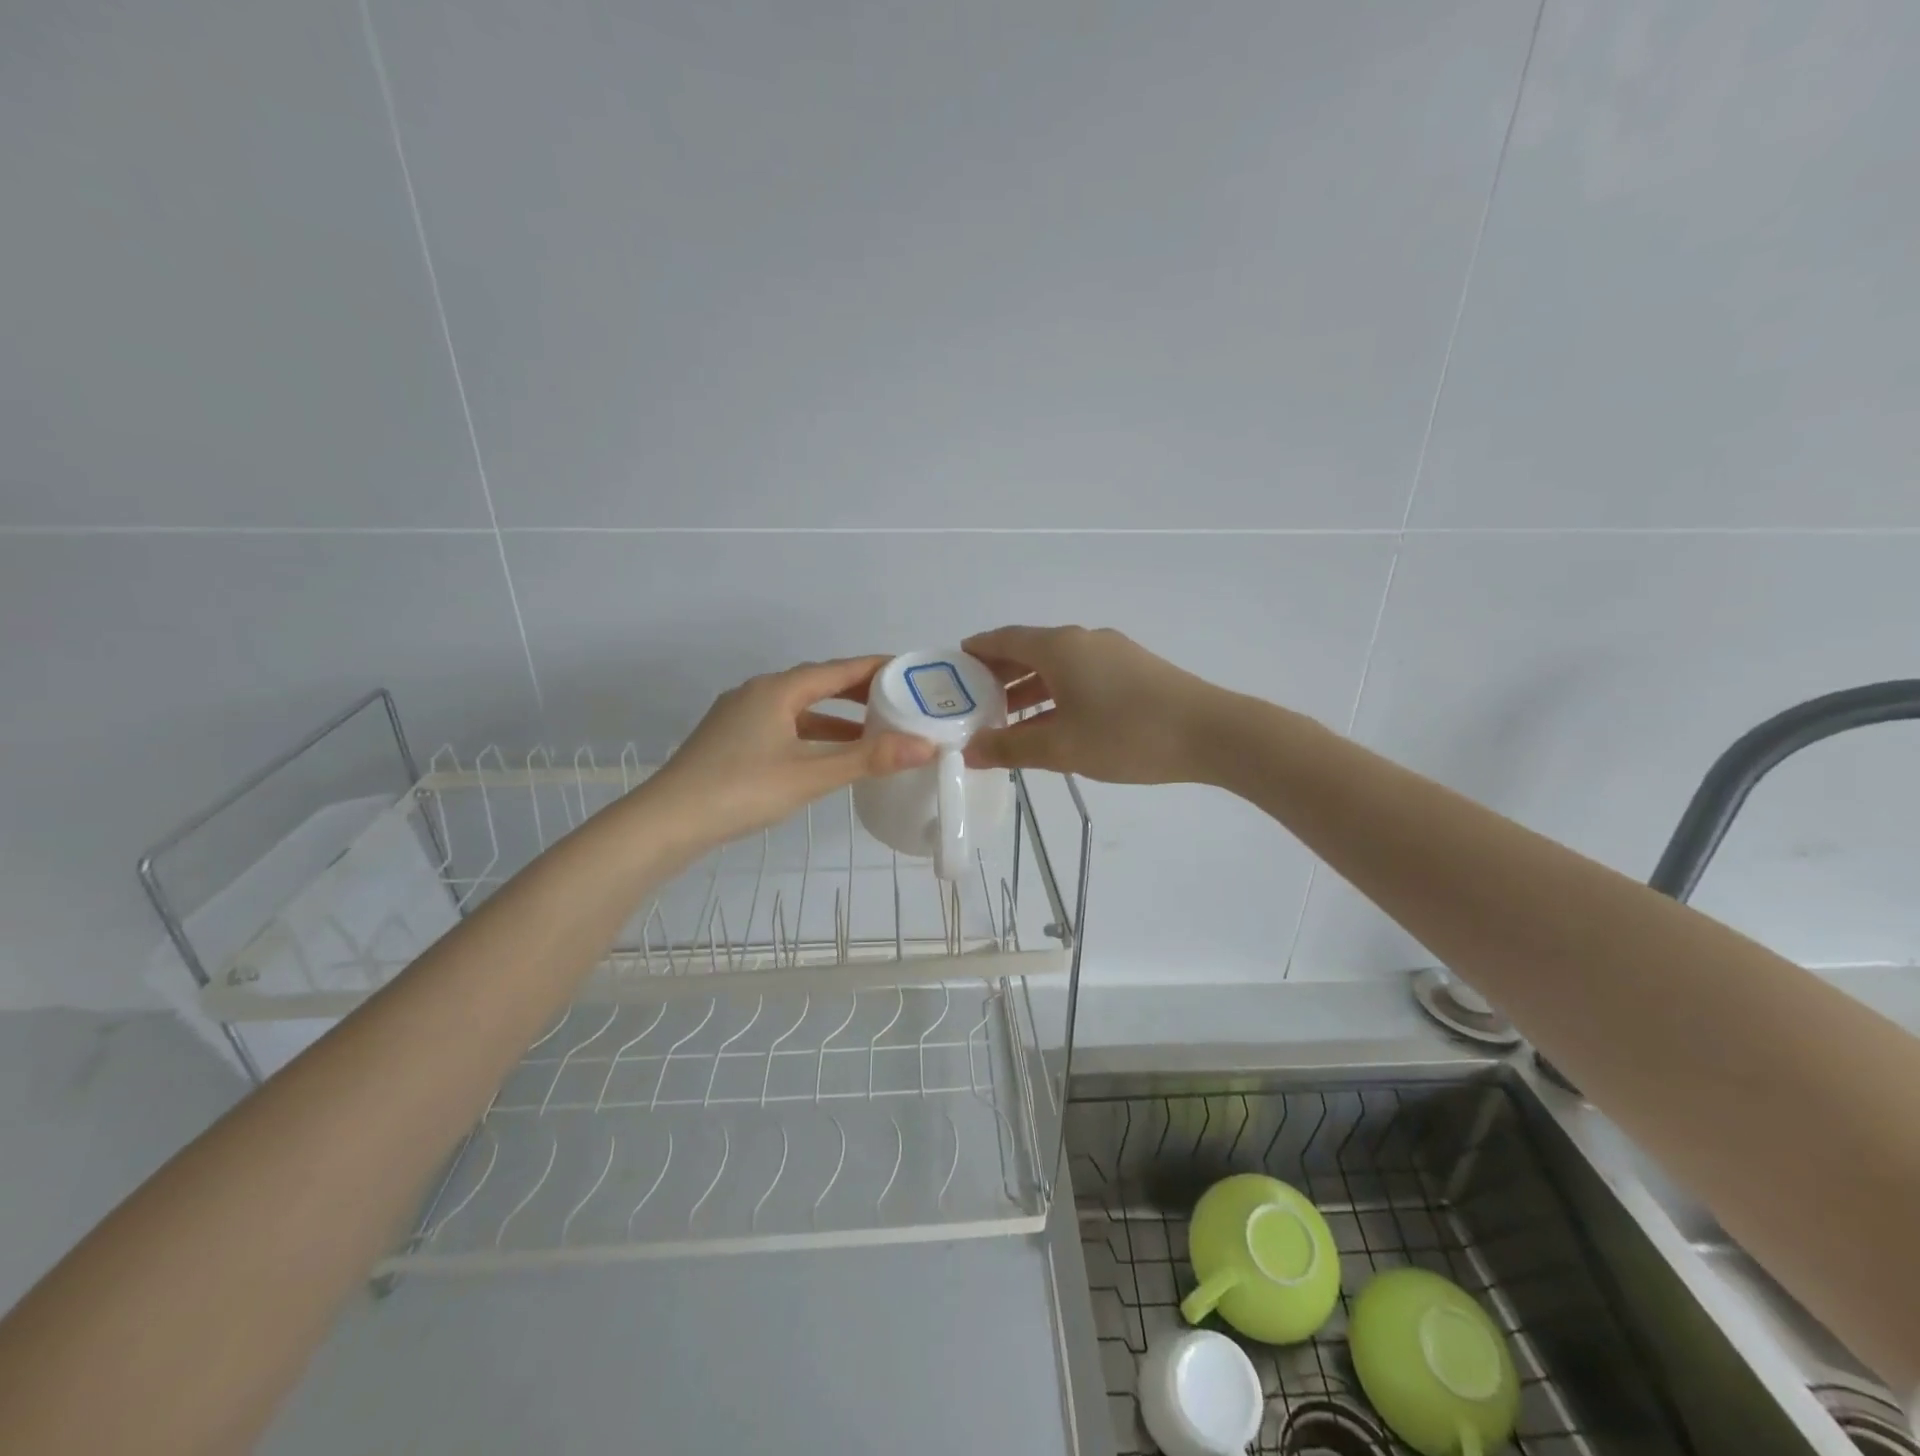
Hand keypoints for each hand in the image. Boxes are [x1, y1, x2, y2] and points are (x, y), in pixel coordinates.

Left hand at [649, 657, 935, 842]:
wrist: (666, 822)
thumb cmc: (741, 790)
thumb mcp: (810, 774)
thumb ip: (868, 759)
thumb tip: (925, 745)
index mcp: (777, 690)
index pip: (838, 669)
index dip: (876, 668)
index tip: (911, 671)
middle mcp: (758, 693)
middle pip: (818, 684)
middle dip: (858, 692)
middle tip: (899, 701)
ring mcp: (740, 717)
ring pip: (799, 708)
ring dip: (836, 718)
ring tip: (873, 732)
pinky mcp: (731, 740)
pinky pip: (783, 726)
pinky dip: (812, 734)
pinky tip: (825, 756)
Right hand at [961, 625, 1226, 783]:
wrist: (1212, 733)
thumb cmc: (1127, 735)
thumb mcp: (1062, 748)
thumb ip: (1010, 748)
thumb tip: (967, 750)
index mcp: (1059, 648)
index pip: (1003, 639)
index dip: (975, 651)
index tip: (952, 668)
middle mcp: (1083, 640)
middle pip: (1029, 650)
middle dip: (999, 674)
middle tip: (974, 701)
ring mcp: (1112, 653)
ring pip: (1057, 665)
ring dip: (1030, 687)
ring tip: (1008, 717)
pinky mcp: (1134, 669)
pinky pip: (1081, 674)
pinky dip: (1058, 692)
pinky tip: (1056, 722)